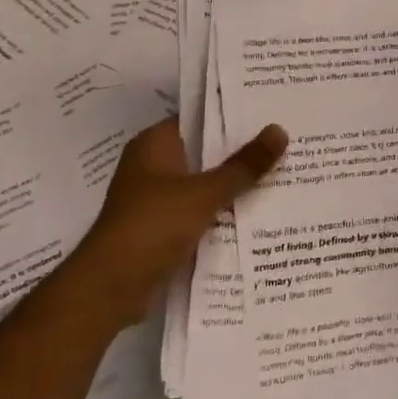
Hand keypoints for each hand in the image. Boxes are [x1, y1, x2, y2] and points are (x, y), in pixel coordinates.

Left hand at [86, 116, 286, 324]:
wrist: (110, 289)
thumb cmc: (152, 226)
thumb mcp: (204, 193)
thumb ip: (244, 165)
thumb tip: (280, 130)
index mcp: (155, 144)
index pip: (199, 117)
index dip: (234, 113)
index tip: (271, 110)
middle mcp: (154, 164)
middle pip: (205, 150)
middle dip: (241, 149)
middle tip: (287, 139)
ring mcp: (157, 197)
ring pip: (205, 181)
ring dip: (234, 182)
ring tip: (283, 171)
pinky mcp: (163, 227)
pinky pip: (201, 209)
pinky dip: (223, 209)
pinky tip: (258, 210)